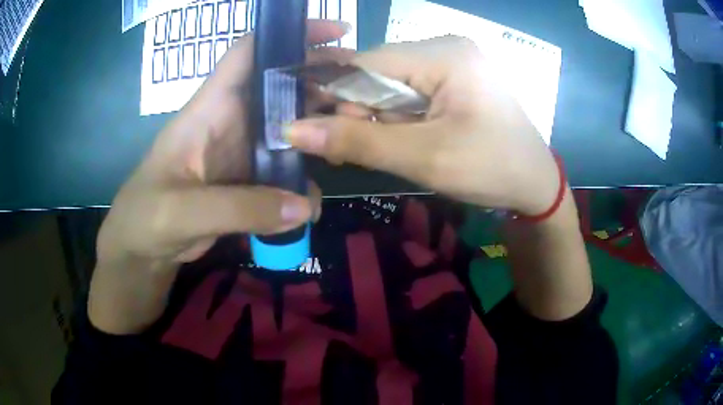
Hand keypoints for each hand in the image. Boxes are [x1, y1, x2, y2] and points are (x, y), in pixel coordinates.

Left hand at [89, 20, 351, 333]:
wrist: (141, 253)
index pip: (247, 54)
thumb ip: (239, 208)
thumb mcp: (181, 212)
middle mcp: (230, 122)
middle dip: (321, 79)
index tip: (335, 32)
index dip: (287, 35)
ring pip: (289, 127)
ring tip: (352, 137)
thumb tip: (306, 205)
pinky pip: (284, 171)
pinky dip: (304, 181)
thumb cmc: (144, 219)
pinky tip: (315, 201)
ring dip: (320, 129)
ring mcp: (241, 153)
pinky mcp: (248, 182)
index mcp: (208, 109)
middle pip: (281, 85)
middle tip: (363, 89)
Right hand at [288, 36, 559, 214]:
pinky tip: (410, 140)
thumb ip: (357, 141)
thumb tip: (292, 130)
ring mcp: (452, 63)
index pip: (366, 63)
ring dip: (383, 119)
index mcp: (443, 55)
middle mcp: (445, 48)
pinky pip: (411, 93)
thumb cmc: (491, 170)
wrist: (535, 185)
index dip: (338, 96)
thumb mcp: (424, 158)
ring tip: (400, 149)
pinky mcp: (454, 80)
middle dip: (365, 112)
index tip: (324, 134)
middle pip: (378, 72)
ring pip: (391, 85)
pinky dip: (400, 119)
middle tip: (368, 151)